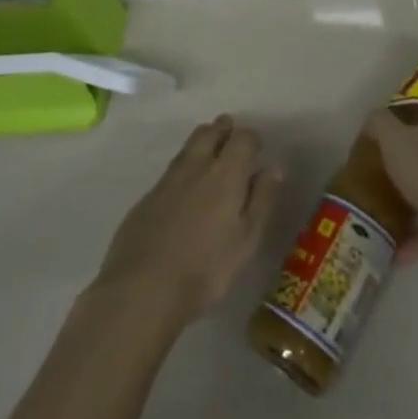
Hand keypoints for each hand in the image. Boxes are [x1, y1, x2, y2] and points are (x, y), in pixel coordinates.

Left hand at [91, 114, 282, 328]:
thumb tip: (275, 167)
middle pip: (211, 131)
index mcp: (226, 173)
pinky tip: (185, 187)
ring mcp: (168, 178)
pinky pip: (172, 168)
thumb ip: (262, 200)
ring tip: (211, 153)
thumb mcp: (246, 241)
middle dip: (224, 129)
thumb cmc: (205, 269)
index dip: (252, 139)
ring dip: (203, 141)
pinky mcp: (148, 196)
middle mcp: (197, 165)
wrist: (143, 288)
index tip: (258, 149)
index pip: (243, 138)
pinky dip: (184, 167)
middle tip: (232, 137)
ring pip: (189, 145)